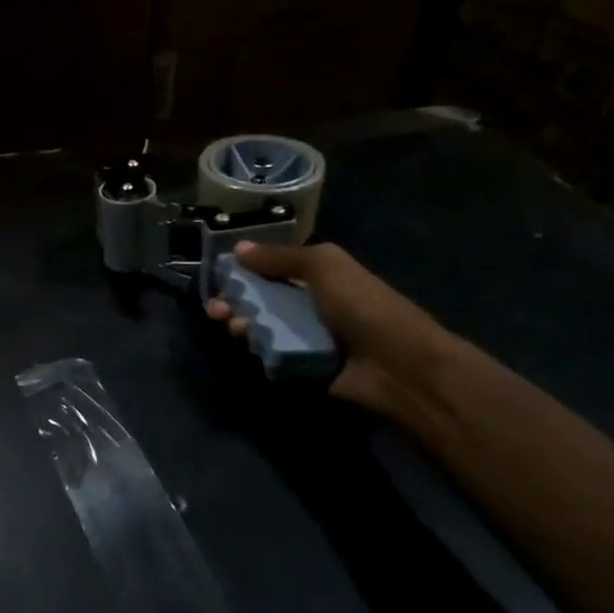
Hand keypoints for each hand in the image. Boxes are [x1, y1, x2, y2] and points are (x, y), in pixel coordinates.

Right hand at [205, 240, 456, 410]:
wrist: (397, 364)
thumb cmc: (362, 306)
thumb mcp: (324, 266)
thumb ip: (279, 257)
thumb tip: (238, 248)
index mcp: (320, 274)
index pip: (273, 267)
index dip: (245, 269)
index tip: (219, 274)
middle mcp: (313, 302)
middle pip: (263, 298)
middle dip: (236, 300)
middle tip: (216, 308)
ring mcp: (309, 335)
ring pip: (264, 326)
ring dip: (242, 323)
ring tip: (230, 325)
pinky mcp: (305, 364)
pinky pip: (273, 353)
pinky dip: (258, 348)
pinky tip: (247, 344)